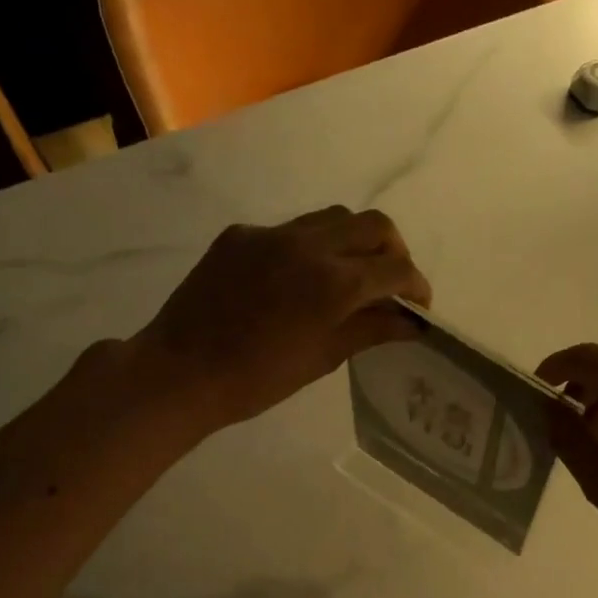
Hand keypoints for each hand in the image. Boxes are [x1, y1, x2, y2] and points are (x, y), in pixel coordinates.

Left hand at [136, 206, 431, 430]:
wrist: (180, 371)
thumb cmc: (257, 379)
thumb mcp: (324, 358)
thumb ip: (371, 330)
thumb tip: (411, 322)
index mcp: (335, 283)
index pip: (396, 268)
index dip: (417, 286)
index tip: (417, 307)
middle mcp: (310, 245)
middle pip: (375, 226)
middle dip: (394, 253)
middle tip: (391, 285)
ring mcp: (272, 234)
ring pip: (335, 218)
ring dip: (356, 241)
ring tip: (350, 275)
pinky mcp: (241, 234)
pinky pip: (292, 229)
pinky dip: (312, 247)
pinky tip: (297, 280)